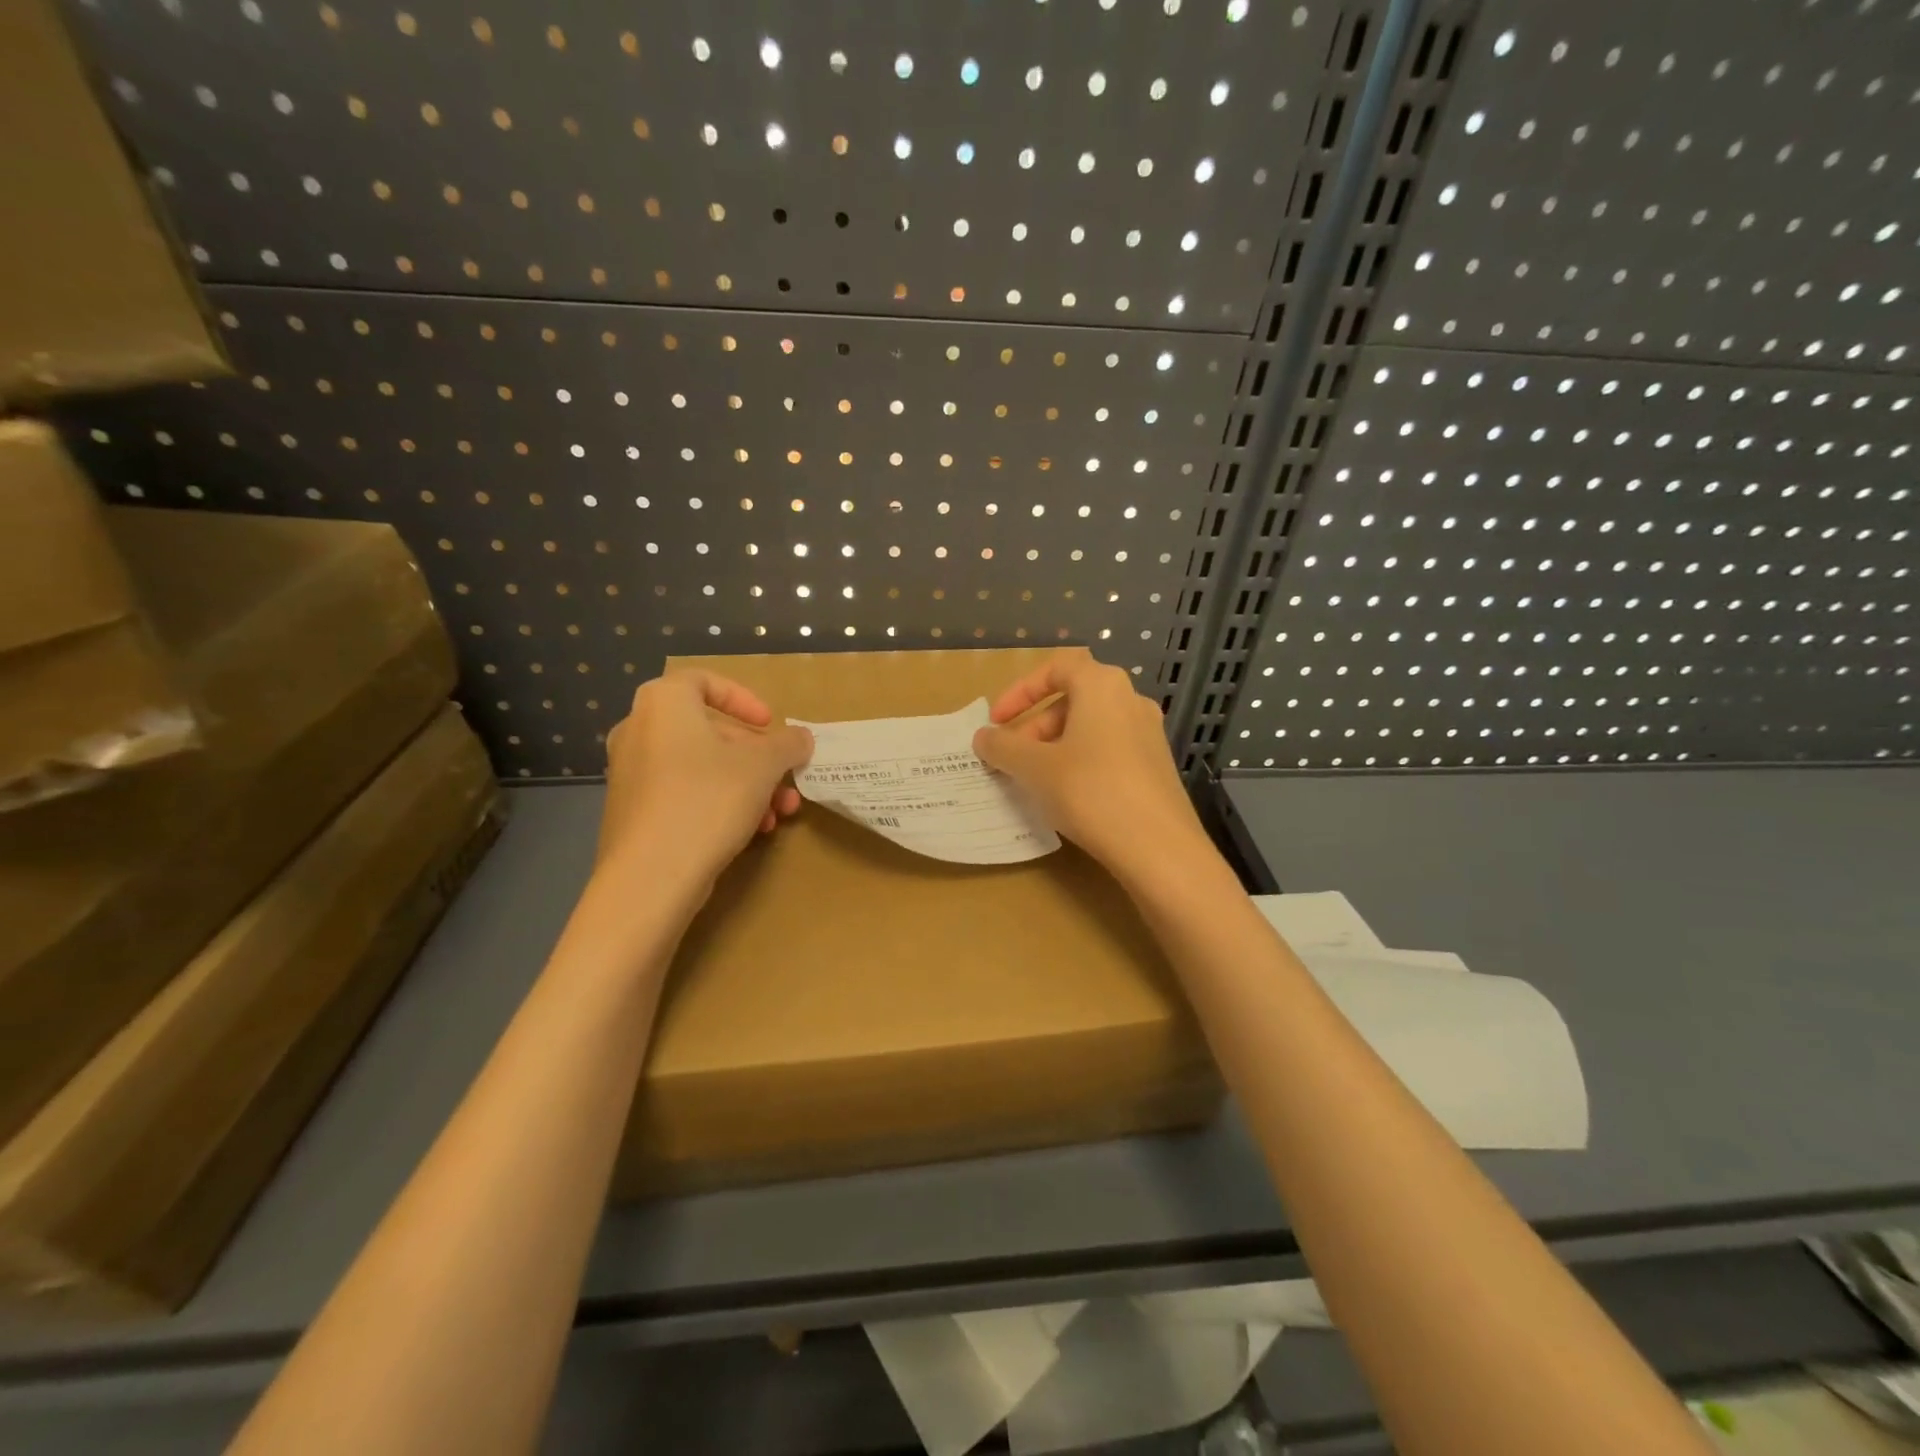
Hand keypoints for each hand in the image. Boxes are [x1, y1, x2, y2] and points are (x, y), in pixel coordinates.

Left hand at [597, 671, 812, 882]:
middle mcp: (639, 730)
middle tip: (785, 779)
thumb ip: (787, 744)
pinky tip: (750, 831)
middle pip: (709, 732)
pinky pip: (683, 793)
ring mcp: (631, 773)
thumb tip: (801, 737)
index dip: (743, 698)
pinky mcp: (632, 812)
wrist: (650, 876)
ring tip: (777, 814)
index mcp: (664, 704)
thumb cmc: (708, 800)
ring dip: (746, 784)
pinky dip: (718, 802)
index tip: (769, 724)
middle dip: (756, 757)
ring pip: (701, 767)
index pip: (703, 681)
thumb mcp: (763, 766)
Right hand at [972, 653, 1207, 882]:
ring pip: (1090, 727)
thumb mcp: (1034, 768)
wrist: (1159, 848)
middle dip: (1034, 726)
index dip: (1020, 691)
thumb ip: (1003, 747)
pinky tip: (1068, 797)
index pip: (1056, 668)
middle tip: (1012, 759)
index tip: (997, 721)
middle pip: (1072, 699)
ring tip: (1034, 781)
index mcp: (1102, 685)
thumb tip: (983, 737)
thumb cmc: (1090, 792)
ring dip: (1055, 746)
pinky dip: (1081, 762)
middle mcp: (1130, 700)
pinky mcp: (1157, 766)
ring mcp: (1148, 734)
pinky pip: (1109, 751)